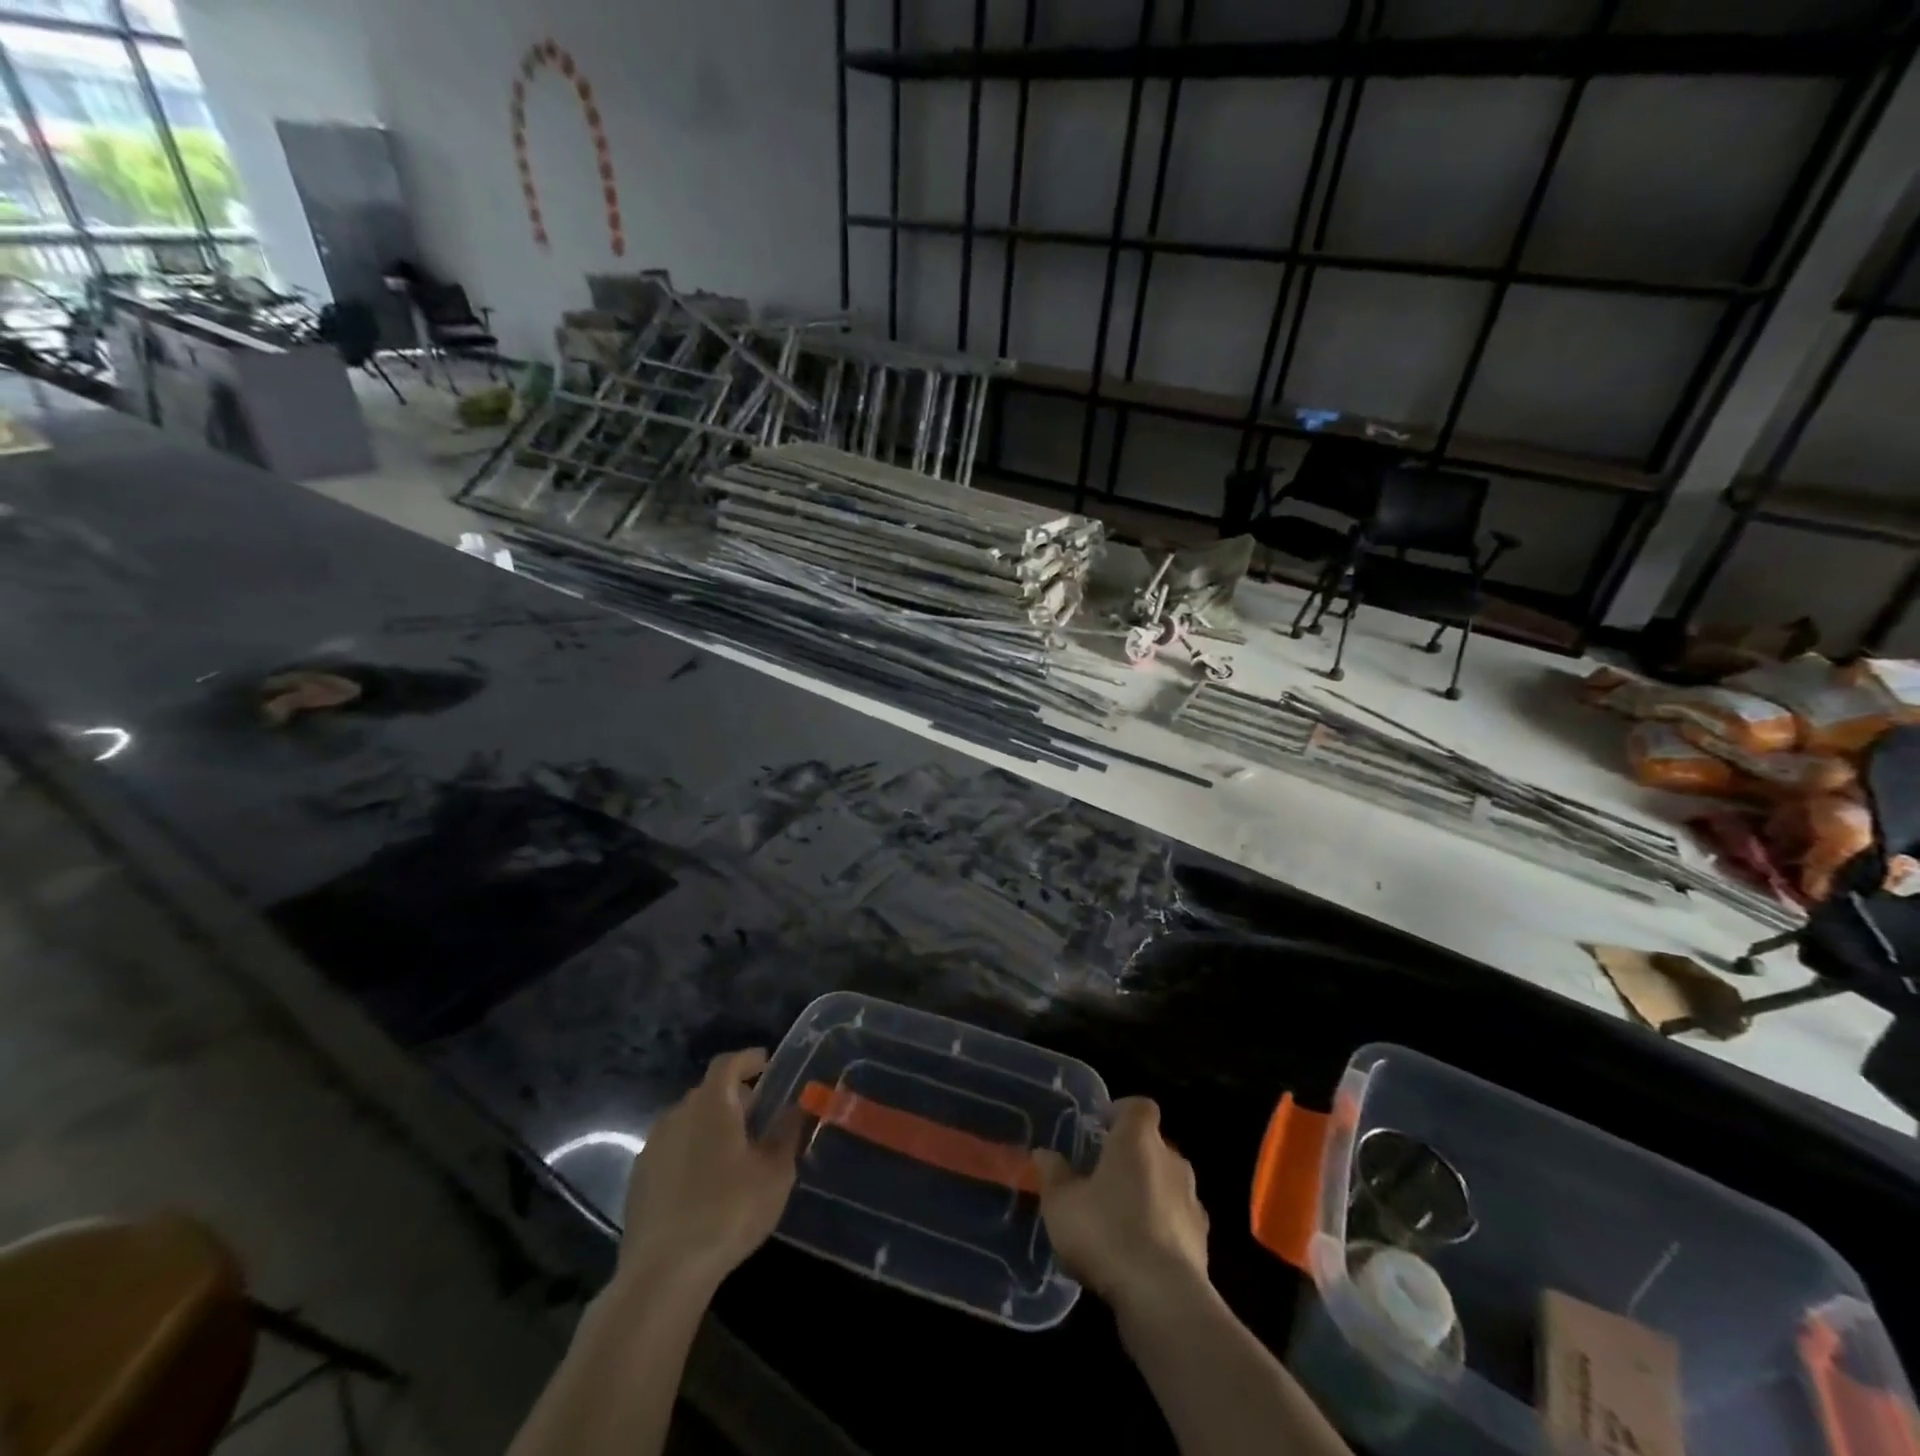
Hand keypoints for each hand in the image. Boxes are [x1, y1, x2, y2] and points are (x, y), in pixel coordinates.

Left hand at [618, 1048, 801, 1287]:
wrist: (662, 1274)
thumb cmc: (728, 1211)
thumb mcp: (775, 1173)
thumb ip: (786, 1134)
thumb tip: (794, 1109)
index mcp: (711, 1104)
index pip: (728, 1063)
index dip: (748, 1059)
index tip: (767, 1065)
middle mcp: (677, 1115)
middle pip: (708, 1092)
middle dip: (734, 1097)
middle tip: (758, 1116)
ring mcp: (652, 1148)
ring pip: (688, 1122)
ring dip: (711, 1126)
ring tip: (735, 1152)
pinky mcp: (638, 1180)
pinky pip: (673, 1150)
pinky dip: (692, 1152)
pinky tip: (706, 1183)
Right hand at [1032, 1097, 1209, 1318]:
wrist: (1163, 1298)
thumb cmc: (1106, 1233)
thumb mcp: (1061, 1203)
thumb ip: (1053, 1173)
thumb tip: (1045, 1154)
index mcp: (1138, 1140)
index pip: (1139, 1107)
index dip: (1121, 1112)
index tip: (1101, 1127)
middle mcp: (1171, 1160)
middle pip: (1153, 1145)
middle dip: (1132, 1157)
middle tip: (1102, 1177)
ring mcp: (1191, 1201)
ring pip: (1167, 1183)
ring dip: (1148, 1193)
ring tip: (1120, 1218)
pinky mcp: (1202, 1241)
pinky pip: (1178, 1221)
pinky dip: (1163, 1227)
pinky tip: (1141, 1252)